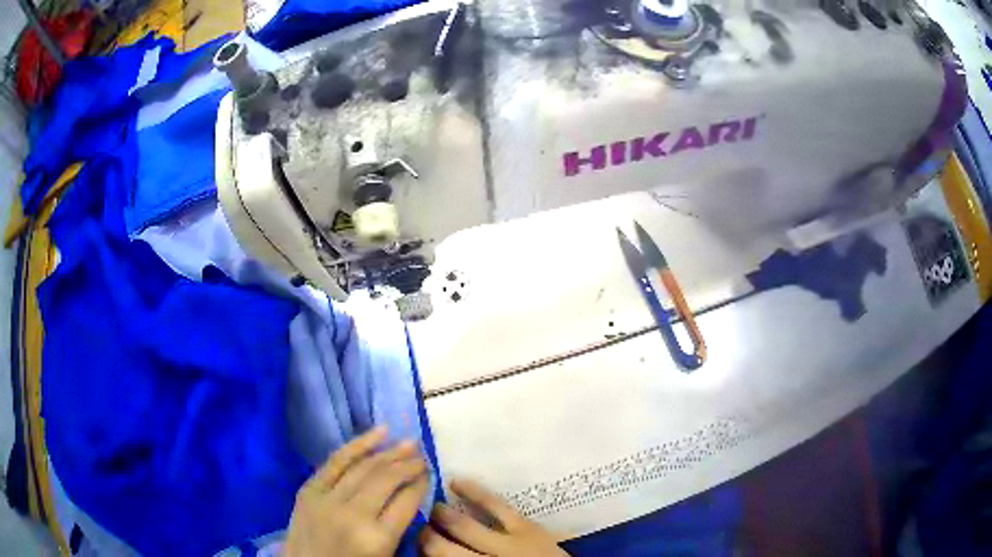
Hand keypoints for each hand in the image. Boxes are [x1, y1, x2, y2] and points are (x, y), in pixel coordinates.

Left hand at [284, 426, 428, 556]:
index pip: (407, 501)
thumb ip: (398, 528)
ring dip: (389, 453)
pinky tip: (378, 433)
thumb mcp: (384, 556)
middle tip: (423, 456)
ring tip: (408, 443)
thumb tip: (409, 495)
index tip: (430, 473)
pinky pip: (336, 461)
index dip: (421, 483)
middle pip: (386, 480)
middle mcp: (354, 514)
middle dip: (409, 465)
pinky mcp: (309, 490)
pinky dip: (357, 444)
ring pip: (364, 467)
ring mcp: (328, 499)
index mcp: (378, 539)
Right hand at [419, 479, 569, 556]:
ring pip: (464, 526)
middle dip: (426, 537)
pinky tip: (456, 481)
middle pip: (443, 549)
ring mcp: (508, 542)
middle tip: (413, 527)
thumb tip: (438, 556)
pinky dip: (475, 492)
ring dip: (442, 515)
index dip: (423, 552)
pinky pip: (496, 505)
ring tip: (428, 507)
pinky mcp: (526, 526)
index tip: (412, 545)